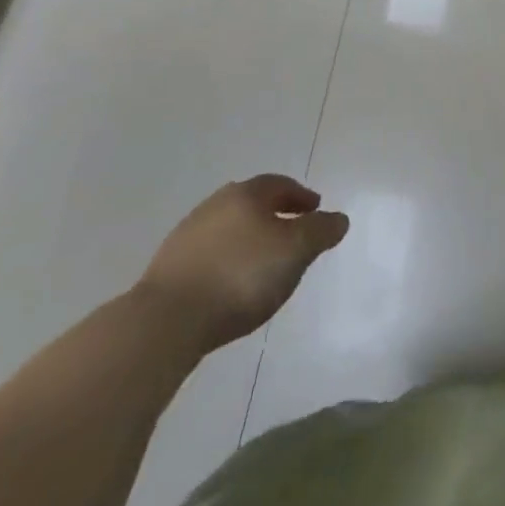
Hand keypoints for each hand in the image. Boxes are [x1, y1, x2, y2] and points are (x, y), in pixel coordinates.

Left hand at [133, 176, 348, 352]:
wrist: (166, 321)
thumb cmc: (241, 276)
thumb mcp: (296, 251)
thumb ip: (321, 231)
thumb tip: (338, 218)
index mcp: (247, 194)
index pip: (280, 184)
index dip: (301, 196)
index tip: (315, 209)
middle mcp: (215, 205)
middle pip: (252, 203)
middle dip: (274, 215)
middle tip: (291, 233)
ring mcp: (187, 236)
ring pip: (228, 229)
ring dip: (247, 240)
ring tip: (262, 264)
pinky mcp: (167, 269)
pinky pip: (209, 256)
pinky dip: (226, 261)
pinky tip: (230, 285)